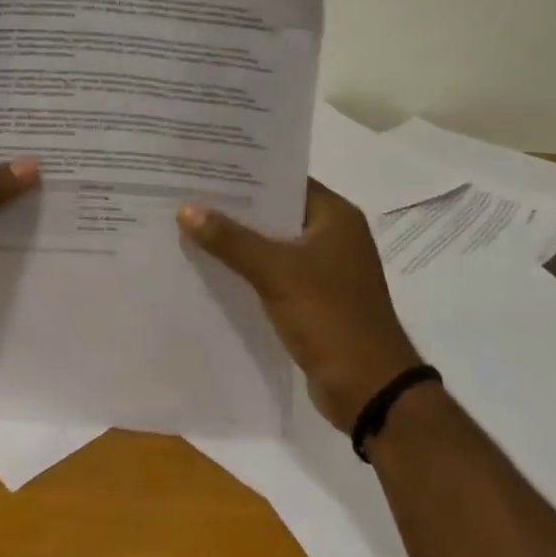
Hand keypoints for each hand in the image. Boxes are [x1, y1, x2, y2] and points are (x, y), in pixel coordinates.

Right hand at [179, 180, 422, 431]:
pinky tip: (211, 267)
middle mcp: (333, 235)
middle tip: (188, 193)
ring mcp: (325, 269)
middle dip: (235, 207)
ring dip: (239, 241)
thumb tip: (186, 208)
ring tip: (190, 225)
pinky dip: (248, 270)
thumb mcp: (276, 272)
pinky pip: (274, 273)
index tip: (206, 166)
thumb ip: (231, 240)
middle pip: (276, 212)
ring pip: (273, 244)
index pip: (285, 180)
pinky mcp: (314, 299)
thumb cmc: (331, 317)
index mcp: (335, 216)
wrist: (370, 390)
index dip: (246, 173)